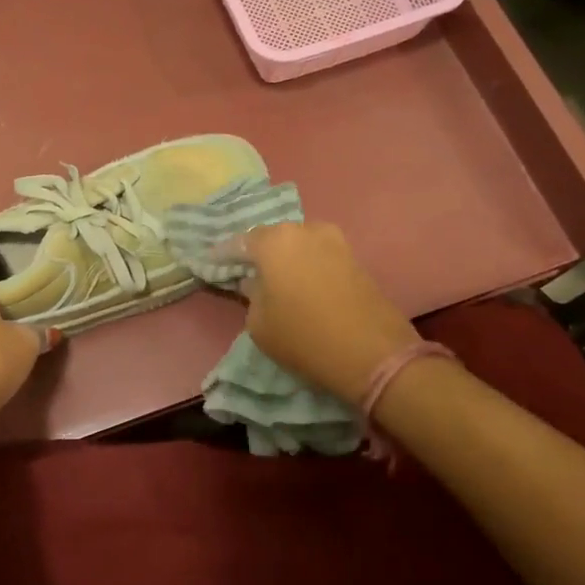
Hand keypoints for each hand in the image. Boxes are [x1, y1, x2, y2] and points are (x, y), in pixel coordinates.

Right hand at [239, 222, 423, 407]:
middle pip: (271, 237)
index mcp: (274, 241)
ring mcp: (334, 242)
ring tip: (273, 279)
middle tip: (243, 270)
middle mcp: (304, 230)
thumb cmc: (304, 337)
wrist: (374, 354)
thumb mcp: (259, 323)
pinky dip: (305, 265)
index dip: (222, 256)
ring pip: (298, 244)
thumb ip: (251, 294)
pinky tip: (298, 283)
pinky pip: (318, 256)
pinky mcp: (354, 259)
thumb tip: (255, 282)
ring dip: (284, 258)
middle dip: (256, 252)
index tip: (210, 264)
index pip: (238, 243)